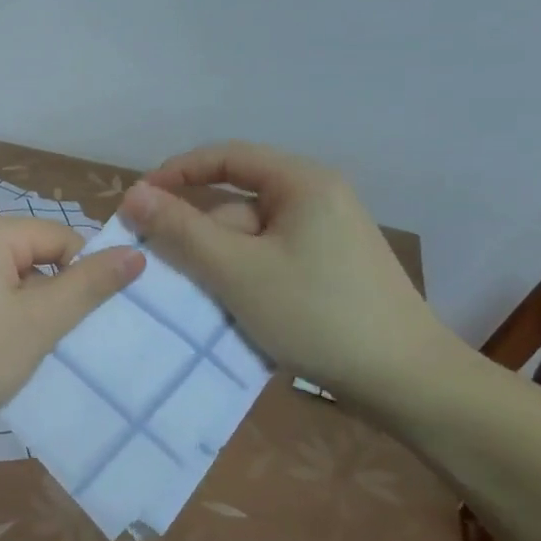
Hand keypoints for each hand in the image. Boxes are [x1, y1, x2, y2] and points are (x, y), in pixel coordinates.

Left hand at [0, 215, 143, 435]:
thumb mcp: (39, 322)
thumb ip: (88, 285)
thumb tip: (134, 252)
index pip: (62, 238)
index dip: (80, 278)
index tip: (76, 323)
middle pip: (36, 255)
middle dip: (51, 296)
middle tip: (47, 340)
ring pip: (11, 277)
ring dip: (26, 310)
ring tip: (18, 349)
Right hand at [120, 142, 462, 401]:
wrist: (408, 383)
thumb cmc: (316, 314)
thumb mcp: (235, 270)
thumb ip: (180, 229)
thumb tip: (133, 194)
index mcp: (302, 182)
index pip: (225, 157)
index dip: (175, 173)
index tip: (137, 202)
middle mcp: (318, 198)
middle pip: (236, 202)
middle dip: (197, 232)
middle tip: (164, 268)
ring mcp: (328, 235)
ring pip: (250, 235)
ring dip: (218, 260)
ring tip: (200, 298)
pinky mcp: (331, 267)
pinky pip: (269, 257)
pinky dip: (243, 276)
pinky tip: (233, 308)